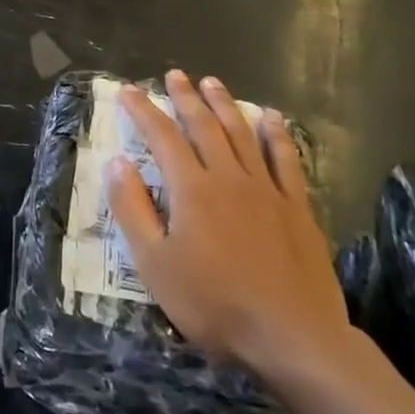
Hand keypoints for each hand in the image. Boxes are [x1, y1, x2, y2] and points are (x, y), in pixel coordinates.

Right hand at [105, 71, 350, 379]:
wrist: (294, 338)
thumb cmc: (214, 304)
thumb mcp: (155, 264)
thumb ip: (133, 209)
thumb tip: (117, 163)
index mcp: (191, 189)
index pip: (162, 137)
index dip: (143, 111)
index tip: (128, 90)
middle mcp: (228, 177)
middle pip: (204, 126)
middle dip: (185, 98)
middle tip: (174, 75)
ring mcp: (267, 190)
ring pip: (242, 134)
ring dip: (225, 105)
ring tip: (211, 83)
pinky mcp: (298, 207)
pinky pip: (286, 159)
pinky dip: (277, 134)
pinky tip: (271, 118)